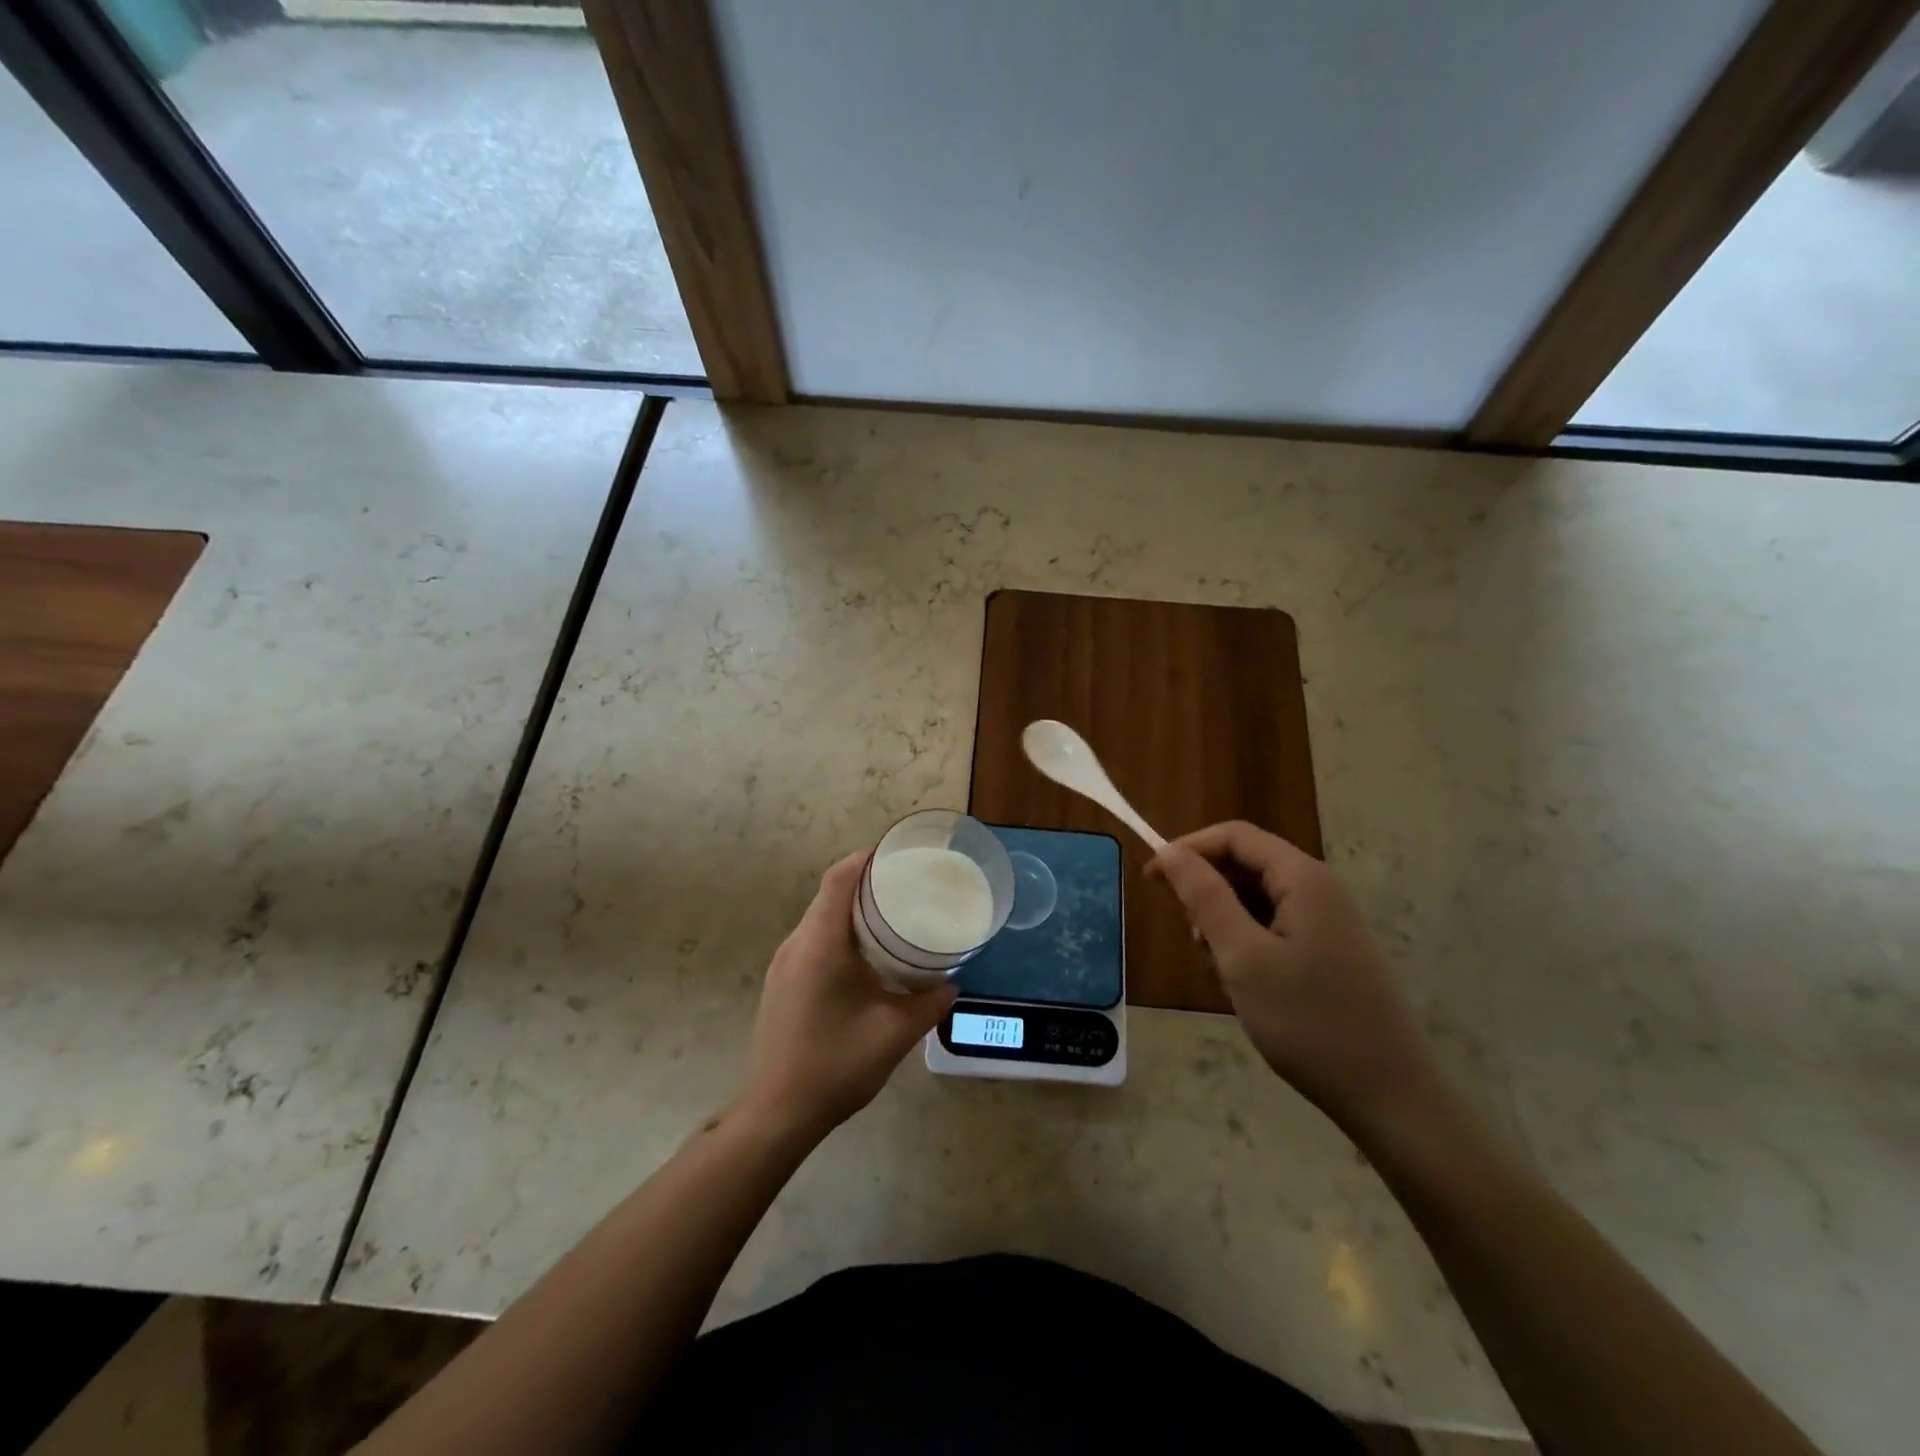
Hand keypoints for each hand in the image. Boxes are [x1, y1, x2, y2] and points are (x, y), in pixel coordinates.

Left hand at [738, 851, 955, 1141]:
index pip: (838, 881)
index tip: (895, 852)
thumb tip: (951, 983)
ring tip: (891, 913)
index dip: (864, 859)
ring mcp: (783, 965)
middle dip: (864, 882)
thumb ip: (928, 1003)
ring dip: (851, 909)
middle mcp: (796, 946)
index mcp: (819, 946)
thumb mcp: (894, 1034)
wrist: (777, 1113)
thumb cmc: (835, 1065)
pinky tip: (865, 953)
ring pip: (819, 918)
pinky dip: (839, 932)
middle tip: (905, 884)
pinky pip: (812, 940)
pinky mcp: (781, 983)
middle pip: (828, 895)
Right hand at [1148, 821, 1440, 1133]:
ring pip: (1257, 899)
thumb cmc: (1308, 1021)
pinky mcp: (1330, 951)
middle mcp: (1319, 889)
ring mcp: (1329, 922)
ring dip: (1227, 925)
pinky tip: (1248, 986)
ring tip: (1224, 973)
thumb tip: (1168, 851)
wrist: (1390, 1097)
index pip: (1234, 836)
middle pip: (1246, 865)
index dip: (1188, 849)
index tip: (1151, 881)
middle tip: (1195, 943)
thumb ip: (1204, 897)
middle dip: (1209, 894)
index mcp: (1303, 878)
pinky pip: (1275, 927)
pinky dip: (1248, 945)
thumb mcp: (1243, 957)